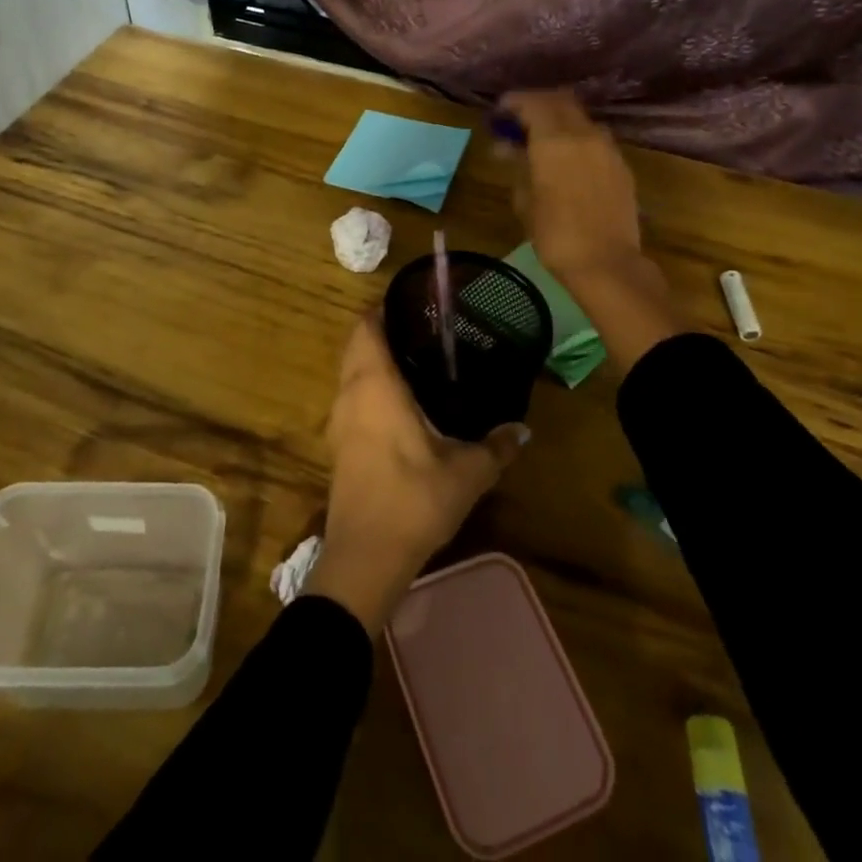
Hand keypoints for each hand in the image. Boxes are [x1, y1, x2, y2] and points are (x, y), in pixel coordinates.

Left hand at [306, 317, 528, 635]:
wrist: (365, 558)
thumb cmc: (413, 500)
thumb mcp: (467, 472)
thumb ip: (496, 446)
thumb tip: (522, 429)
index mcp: (374, 384)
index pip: (367, 327)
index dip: (385, 309)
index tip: (414, 303)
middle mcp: (350, 393)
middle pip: (357, 345)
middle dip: (383, 331)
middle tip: (424, 329)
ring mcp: (339, 421)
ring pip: (351, 373)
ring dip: (374, 360)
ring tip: (417, 360)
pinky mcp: (339, 445)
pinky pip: (352, 398)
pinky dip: (370, 387)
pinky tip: (402, 404)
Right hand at [499, 90, 642, 283]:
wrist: (606, 264)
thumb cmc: (554, 234)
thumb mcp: (525, 199)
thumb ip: (517, 165)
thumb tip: (507, 147)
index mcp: (555, 140)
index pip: (533, 102)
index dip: (513, 102)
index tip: (499, 112)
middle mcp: (584, 134)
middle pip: (560, 101)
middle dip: (537, 105)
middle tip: (518, 121)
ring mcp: (608, 148)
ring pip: (580, 118)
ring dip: (559, 120)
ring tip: (542, 141)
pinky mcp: (621, 165)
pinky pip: (595, 138)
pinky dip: (576, 138)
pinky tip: (565, 160)